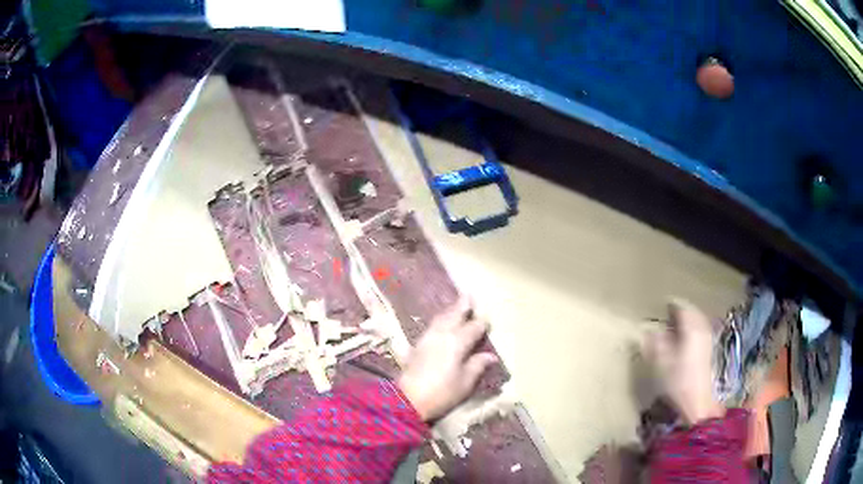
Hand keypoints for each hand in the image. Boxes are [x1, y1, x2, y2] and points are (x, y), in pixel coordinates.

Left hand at [397, 297, 498, 421]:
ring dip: (449, 310)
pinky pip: (432, 325)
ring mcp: (427, 338)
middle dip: (462, 306)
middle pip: (454, 316)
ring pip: (441, 318)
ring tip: (456, 305)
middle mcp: (442, 335)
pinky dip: (440, 319)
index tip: (487, 321)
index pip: (473, 328)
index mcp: (457, 342)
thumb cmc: (441, 393)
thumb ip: (477, 366)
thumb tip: (490, 356)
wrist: (407, 399)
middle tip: (468, 295)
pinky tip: (441, 323)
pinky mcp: (418, 345)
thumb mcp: (465, 383)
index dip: (481, 324)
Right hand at [646, 300, 724, 424]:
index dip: (670, 305)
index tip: (660, 306)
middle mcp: (703, 328)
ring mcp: (708, 338)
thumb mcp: (660, 363)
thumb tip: (648, 330)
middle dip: (680, 311)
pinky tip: (685, 337)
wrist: (698, 402)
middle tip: (667, 314)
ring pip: (697, 320)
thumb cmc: (678, 382)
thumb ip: (654, 343)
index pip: (681, 306)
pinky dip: (692, 328)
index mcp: (691, 327)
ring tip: (675, 325)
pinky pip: (701, 329)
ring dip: (687, 319)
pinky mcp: (710, 349)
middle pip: (692, 311)